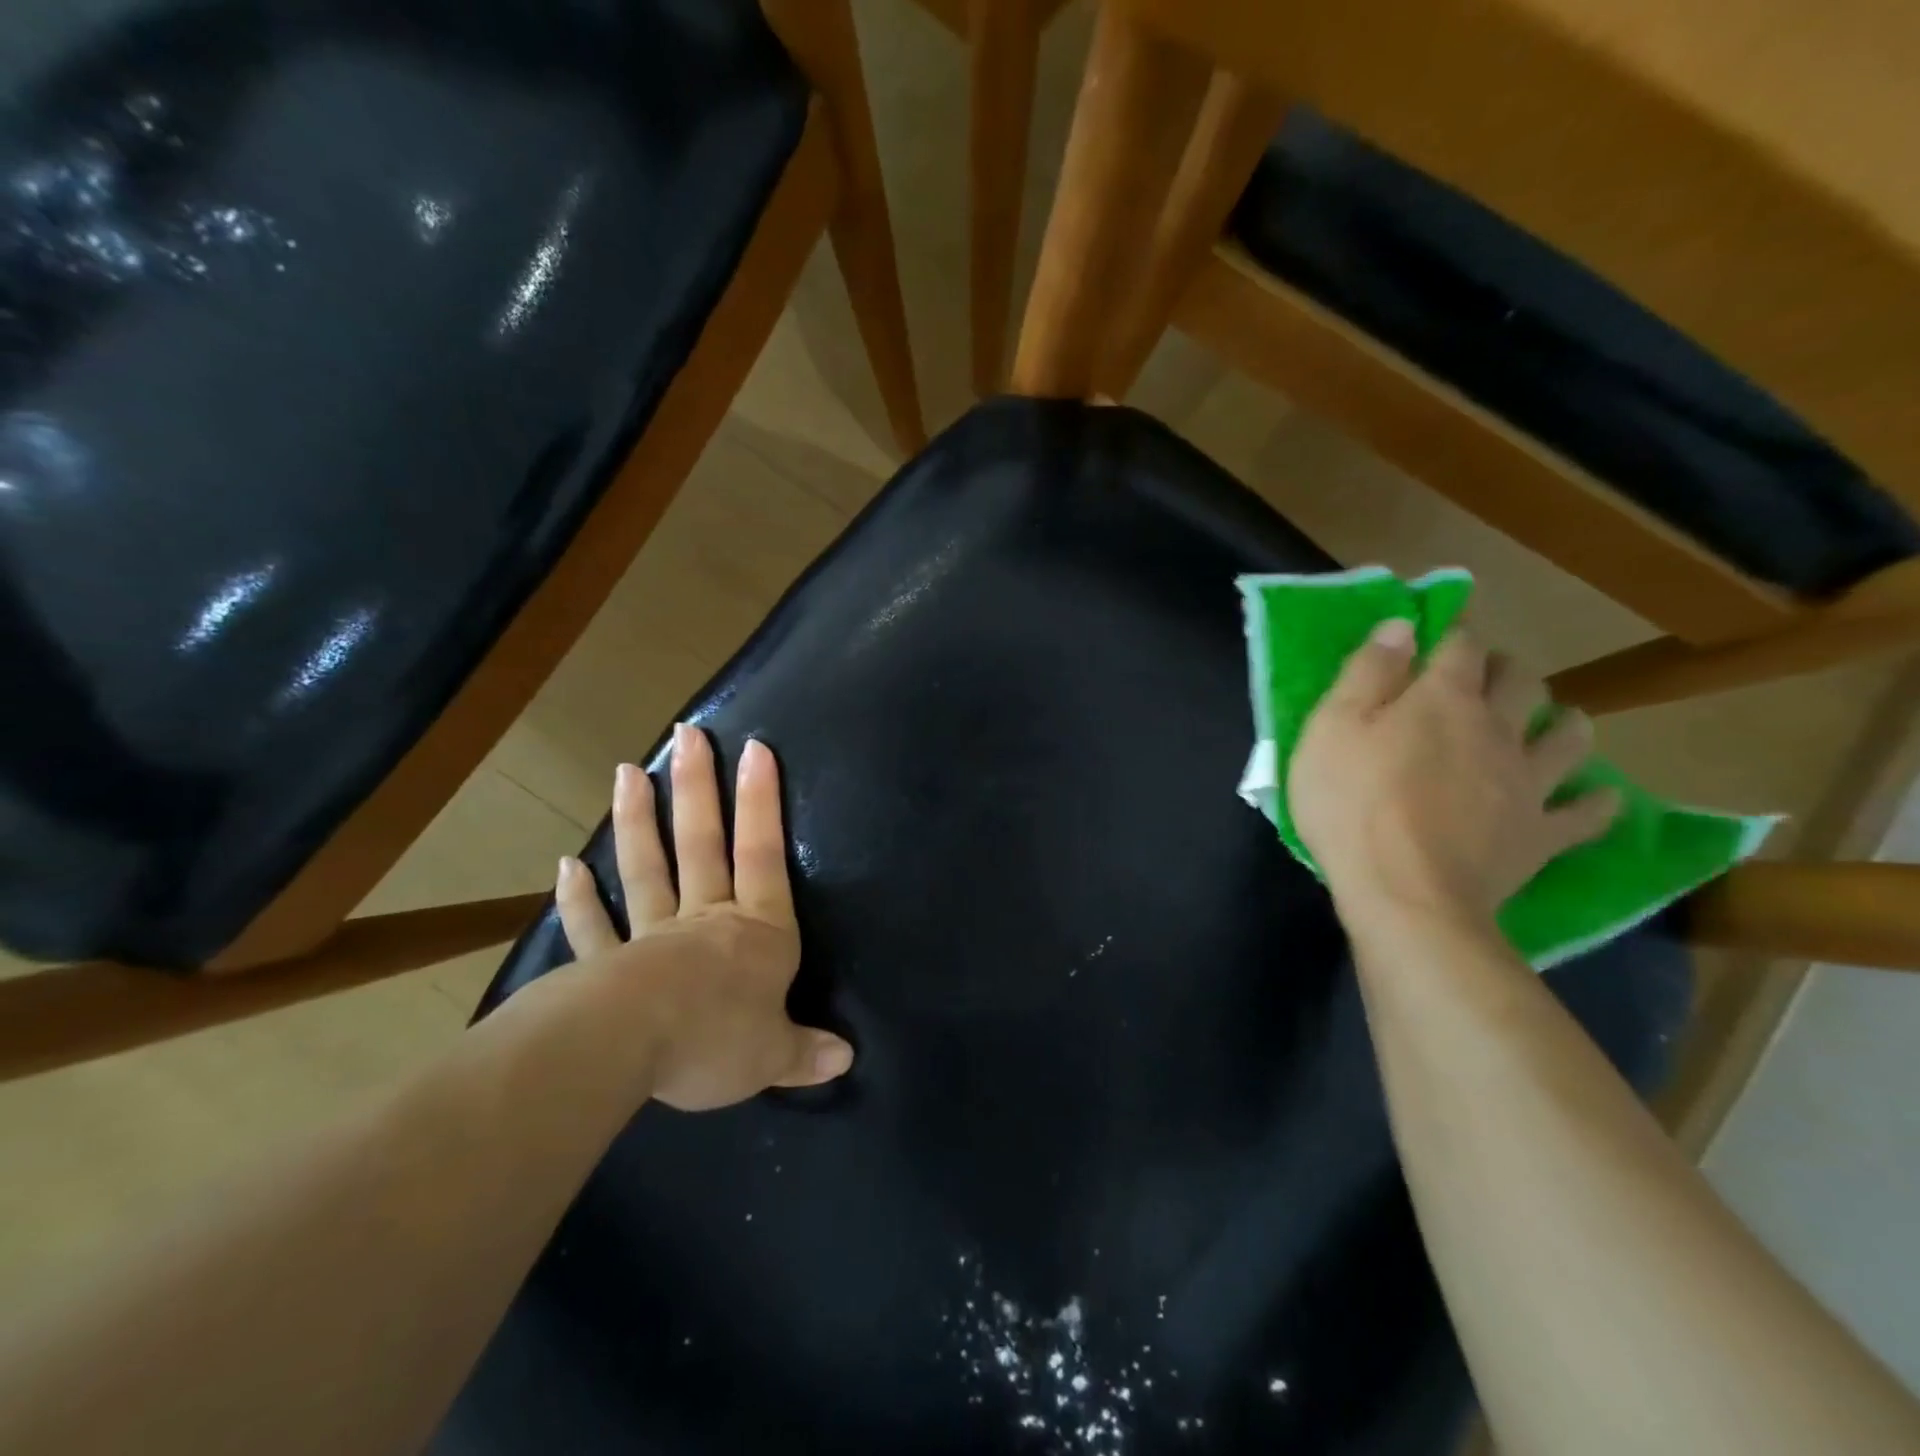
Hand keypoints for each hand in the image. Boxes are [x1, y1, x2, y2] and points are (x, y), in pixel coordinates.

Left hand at [551, 723, 853, 1111]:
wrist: (632, 1050)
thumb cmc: (717, 1039)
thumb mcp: (772, 1054)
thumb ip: (805, 1052)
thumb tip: (846, 1059)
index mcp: (755, 931)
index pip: (764, 854)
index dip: (762, 802)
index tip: (755, 749)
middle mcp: (706, 920)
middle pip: (702, 843)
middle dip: (697, 787)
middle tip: (687, 734)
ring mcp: (653, 937)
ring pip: (647, 868)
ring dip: (638, 820)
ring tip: (629, 772)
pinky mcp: (607, 965)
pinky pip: (594, 927)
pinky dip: (580, 898)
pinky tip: (567, 865)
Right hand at [1290, 620, 1618, 924]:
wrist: (1405, 893)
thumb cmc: (1352, 804)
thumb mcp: (1331, 730)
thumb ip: (1366, 673)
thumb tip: (1401, 625)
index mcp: (1442, 700)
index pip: (1459, 646)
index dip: (1450, 634)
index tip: (1435, 635)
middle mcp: (1496, 729)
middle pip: (1521, 682)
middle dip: (1505, 670)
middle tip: (1480, 679)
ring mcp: (1528, 782)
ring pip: (1570, 736)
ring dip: (1563, 721)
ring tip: (1547, 723)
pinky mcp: (1542, 834)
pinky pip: (1588, 812)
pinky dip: (1596, 801)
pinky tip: (1595, 796)